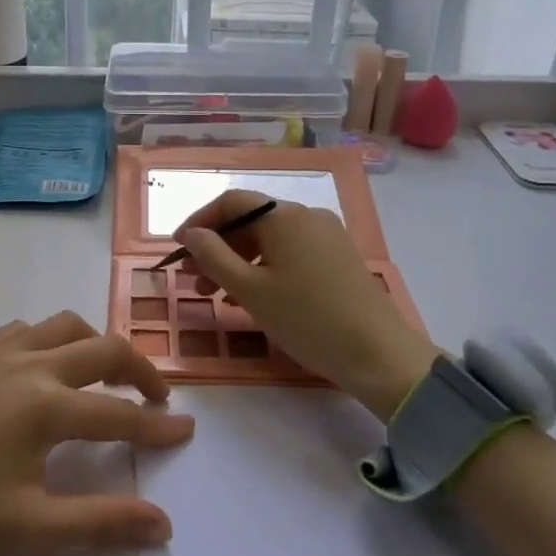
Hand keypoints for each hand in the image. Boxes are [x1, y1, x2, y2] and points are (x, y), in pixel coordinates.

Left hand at [0, 312, 192, 555]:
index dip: (158, 425)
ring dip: (96, 344)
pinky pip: (24, 329)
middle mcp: (29, 365)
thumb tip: (163, 523)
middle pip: (104, 349)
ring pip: (64, 326)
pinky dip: (51, 339)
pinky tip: (42, 366)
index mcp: (47, 407)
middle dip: (140, 370)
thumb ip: (101, 522)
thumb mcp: (29, 528)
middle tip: (157, 396)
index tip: (186, 430)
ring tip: (105, 373)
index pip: (120, 413)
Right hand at [175, 192, 437, 421]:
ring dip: (238, 262)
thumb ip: (214, 257)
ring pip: (270, 240)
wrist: (377, 354)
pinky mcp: (338, 259)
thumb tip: (191, 233)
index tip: (177, 248)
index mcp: (285, 217)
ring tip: (217, 295)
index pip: (232, 202)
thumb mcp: (250, 290)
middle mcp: (307, 217)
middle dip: (218, 247)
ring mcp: (327, 237)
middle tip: (193, 279)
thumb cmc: (306, 319)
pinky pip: (290, 254)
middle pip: (251, 221)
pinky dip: (264, 269)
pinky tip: (251, 299)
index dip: (200, 221)